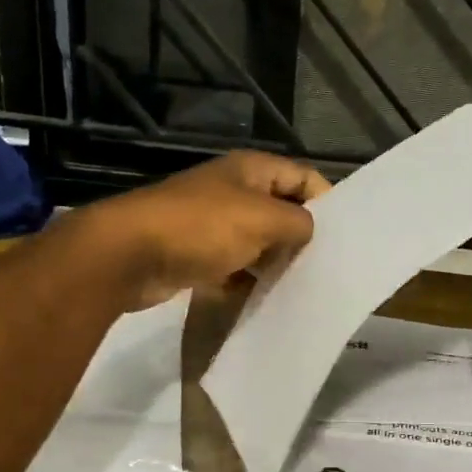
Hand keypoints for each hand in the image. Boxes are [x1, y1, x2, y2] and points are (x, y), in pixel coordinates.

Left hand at [73, 151, 331, 310]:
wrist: (129, 255)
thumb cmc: (202, 227)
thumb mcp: (263, 219)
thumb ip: (298, 223)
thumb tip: (308, 231)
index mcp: (251, 170)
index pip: (302, 176)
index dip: (325, 200)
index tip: (342, 236)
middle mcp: (232, 191)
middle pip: (280, 210)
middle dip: (301, 237)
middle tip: (324, 268)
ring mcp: (211, 224)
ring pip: (257, 242)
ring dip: (274, 263)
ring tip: (300, 289)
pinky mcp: (196, 255)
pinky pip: (232, 267)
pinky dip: (246, 282)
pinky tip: (262, 301)